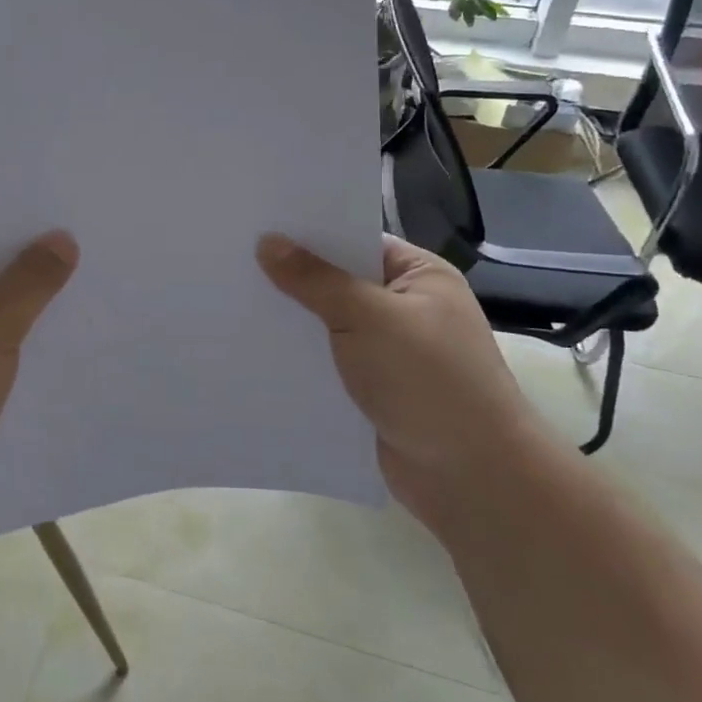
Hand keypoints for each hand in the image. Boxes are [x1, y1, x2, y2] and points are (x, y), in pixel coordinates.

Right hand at [258, 232, 534, 520]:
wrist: (471, 478)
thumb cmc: (428, 380)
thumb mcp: (368, 317)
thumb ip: (314, 280)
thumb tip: (267, 242)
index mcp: (419, 276)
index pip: (356, 240)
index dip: (309, 233)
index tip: (256, 224)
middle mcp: (405, 308)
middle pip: (338, 283)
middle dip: (292, 279)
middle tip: (231, 260)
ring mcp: (389, 352)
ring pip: (328, 327)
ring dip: (292, 323)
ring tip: (230, 301)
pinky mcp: (373, 391)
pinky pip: (327, 365)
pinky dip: (300, 360)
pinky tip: (254, 351)